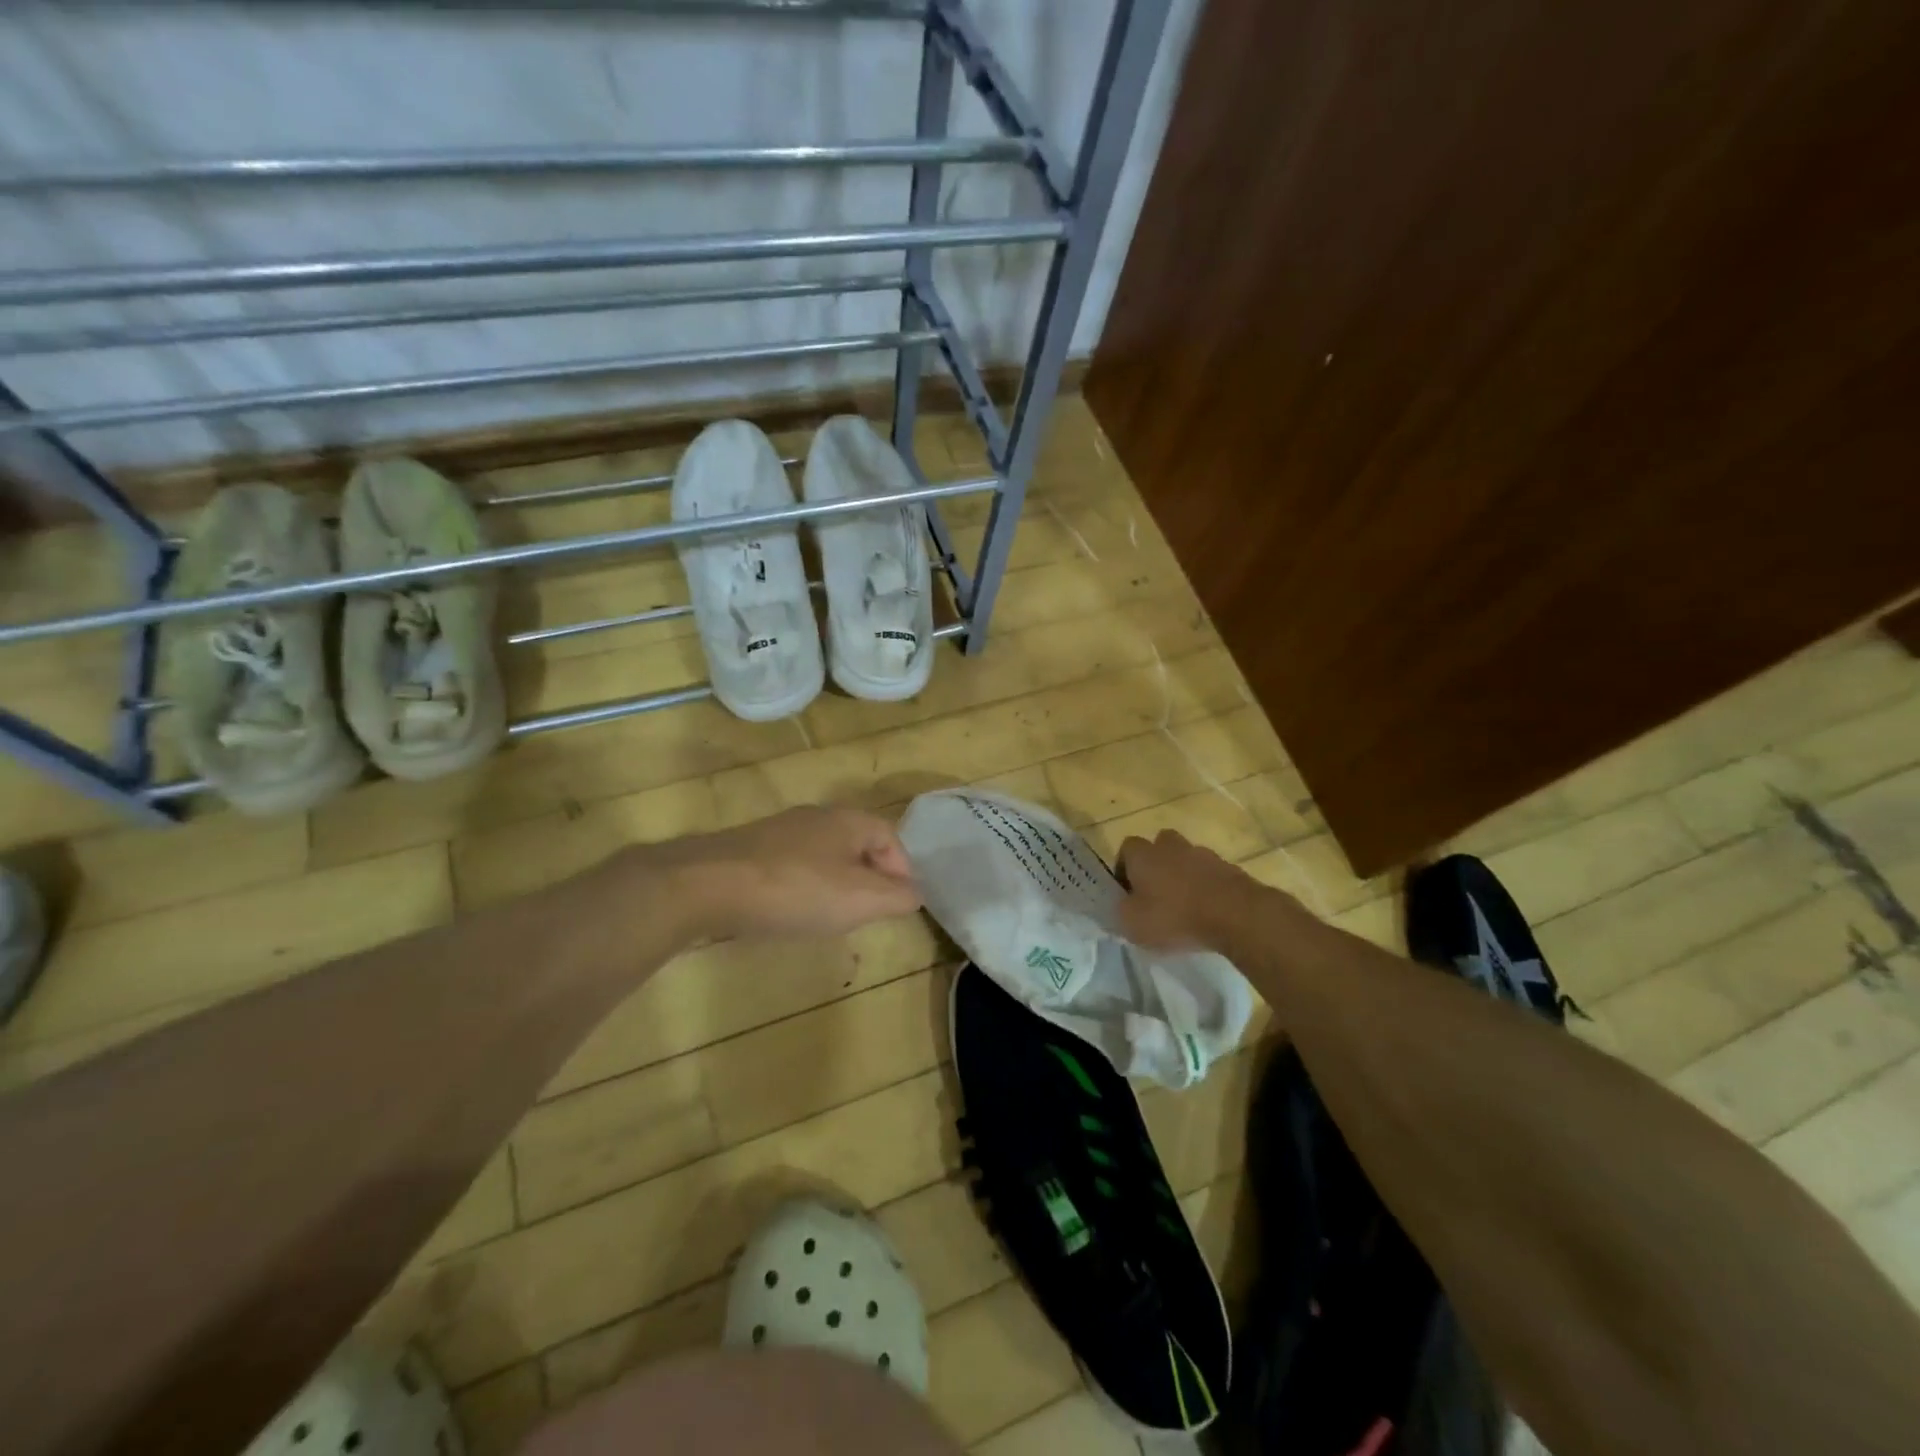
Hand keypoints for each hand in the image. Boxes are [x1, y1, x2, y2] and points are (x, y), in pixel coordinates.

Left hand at [661, 806, 921, 941]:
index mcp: (848, 820)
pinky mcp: (751, 850)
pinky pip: (793, 866)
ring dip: (836, 883)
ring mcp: (780, 831)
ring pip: (824, 855)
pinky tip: (791, 911)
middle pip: (857, 844)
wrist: (708, 884)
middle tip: (869, 912)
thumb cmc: (796, 889)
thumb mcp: (860, 898)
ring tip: (832, 916)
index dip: (902, 870)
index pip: (891, 837)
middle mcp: (817, 817)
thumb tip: (916, 893)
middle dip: (870, 877)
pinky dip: (803, 887)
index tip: (899, 904)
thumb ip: (897, 896)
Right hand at [1117, 828, 1281, 953]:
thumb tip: (1121, 905)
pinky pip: (1209, 874)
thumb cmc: (1174, 917)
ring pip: (1186, 859)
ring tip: (1184, 906)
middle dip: (1156, 866)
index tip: (1127, 892)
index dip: (1124, 868)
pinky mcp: (1229, 868)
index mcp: (1143, 855)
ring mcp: (1203, 854)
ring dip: (1183, 876)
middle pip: (1159, 847)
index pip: (1126, 849)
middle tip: (1156, 894)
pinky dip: (1206, 887)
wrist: (1235, 914)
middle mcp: (1170, 846)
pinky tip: (1207, 912)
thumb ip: (1121, 912)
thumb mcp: (1133, 924)